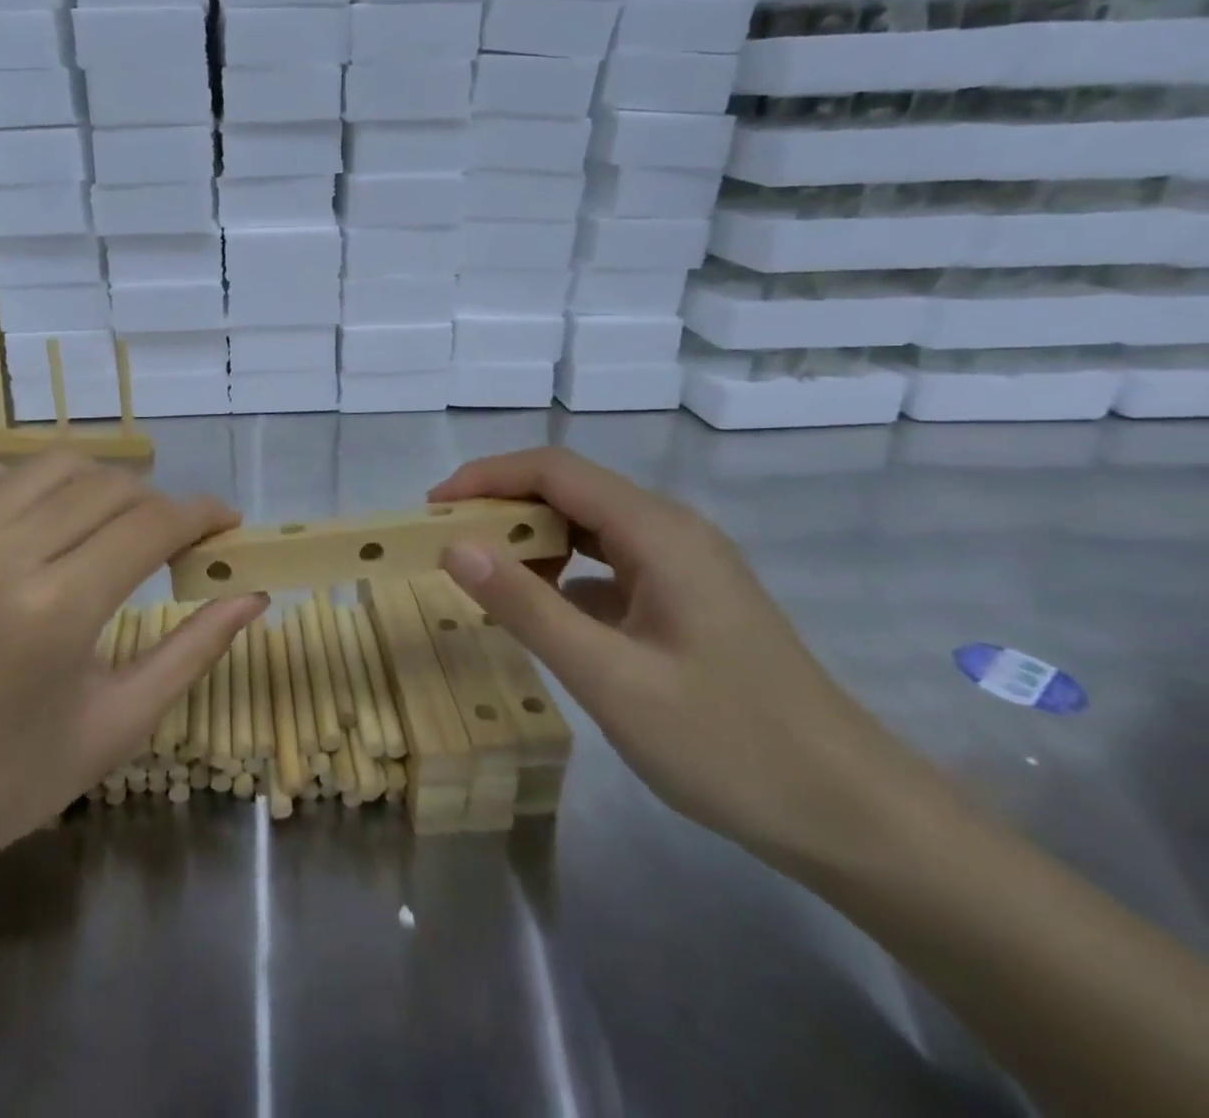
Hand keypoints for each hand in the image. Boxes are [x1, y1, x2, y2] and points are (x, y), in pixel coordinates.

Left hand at [0, 452, 265, 900]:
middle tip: (176, 537)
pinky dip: (27, 480)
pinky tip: (41, 517)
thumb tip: (252, 595)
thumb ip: (194, 649)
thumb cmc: (11, 780)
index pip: (151, 525)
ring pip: (52, 466)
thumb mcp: (119, 723)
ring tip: (115, 521)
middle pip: (109, 488)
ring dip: (100, 484)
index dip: (202, 513)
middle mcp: (1, 556)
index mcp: (56, 610)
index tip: (228, 521)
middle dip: (159, 503)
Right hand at [431, 449, 942, 870]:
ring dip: (531, 540)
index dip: (485, 478)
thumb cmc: (728, 743)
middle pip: (570, 490)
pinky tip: (543, 612)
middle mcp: (671, 531)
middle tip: (446, 546)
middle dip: (502, 508)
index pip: (554, 469)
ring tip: (483, 575)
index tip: (432, 509)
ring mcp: (684, 565)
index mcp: (658, 532)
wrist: (853, 816)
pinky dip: (563, 574)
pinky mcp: (687, 599)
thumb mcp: (609, 678)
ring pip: (589, 526)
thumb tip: (453, 546)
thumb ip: (526, 606)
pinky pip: (609, 564)